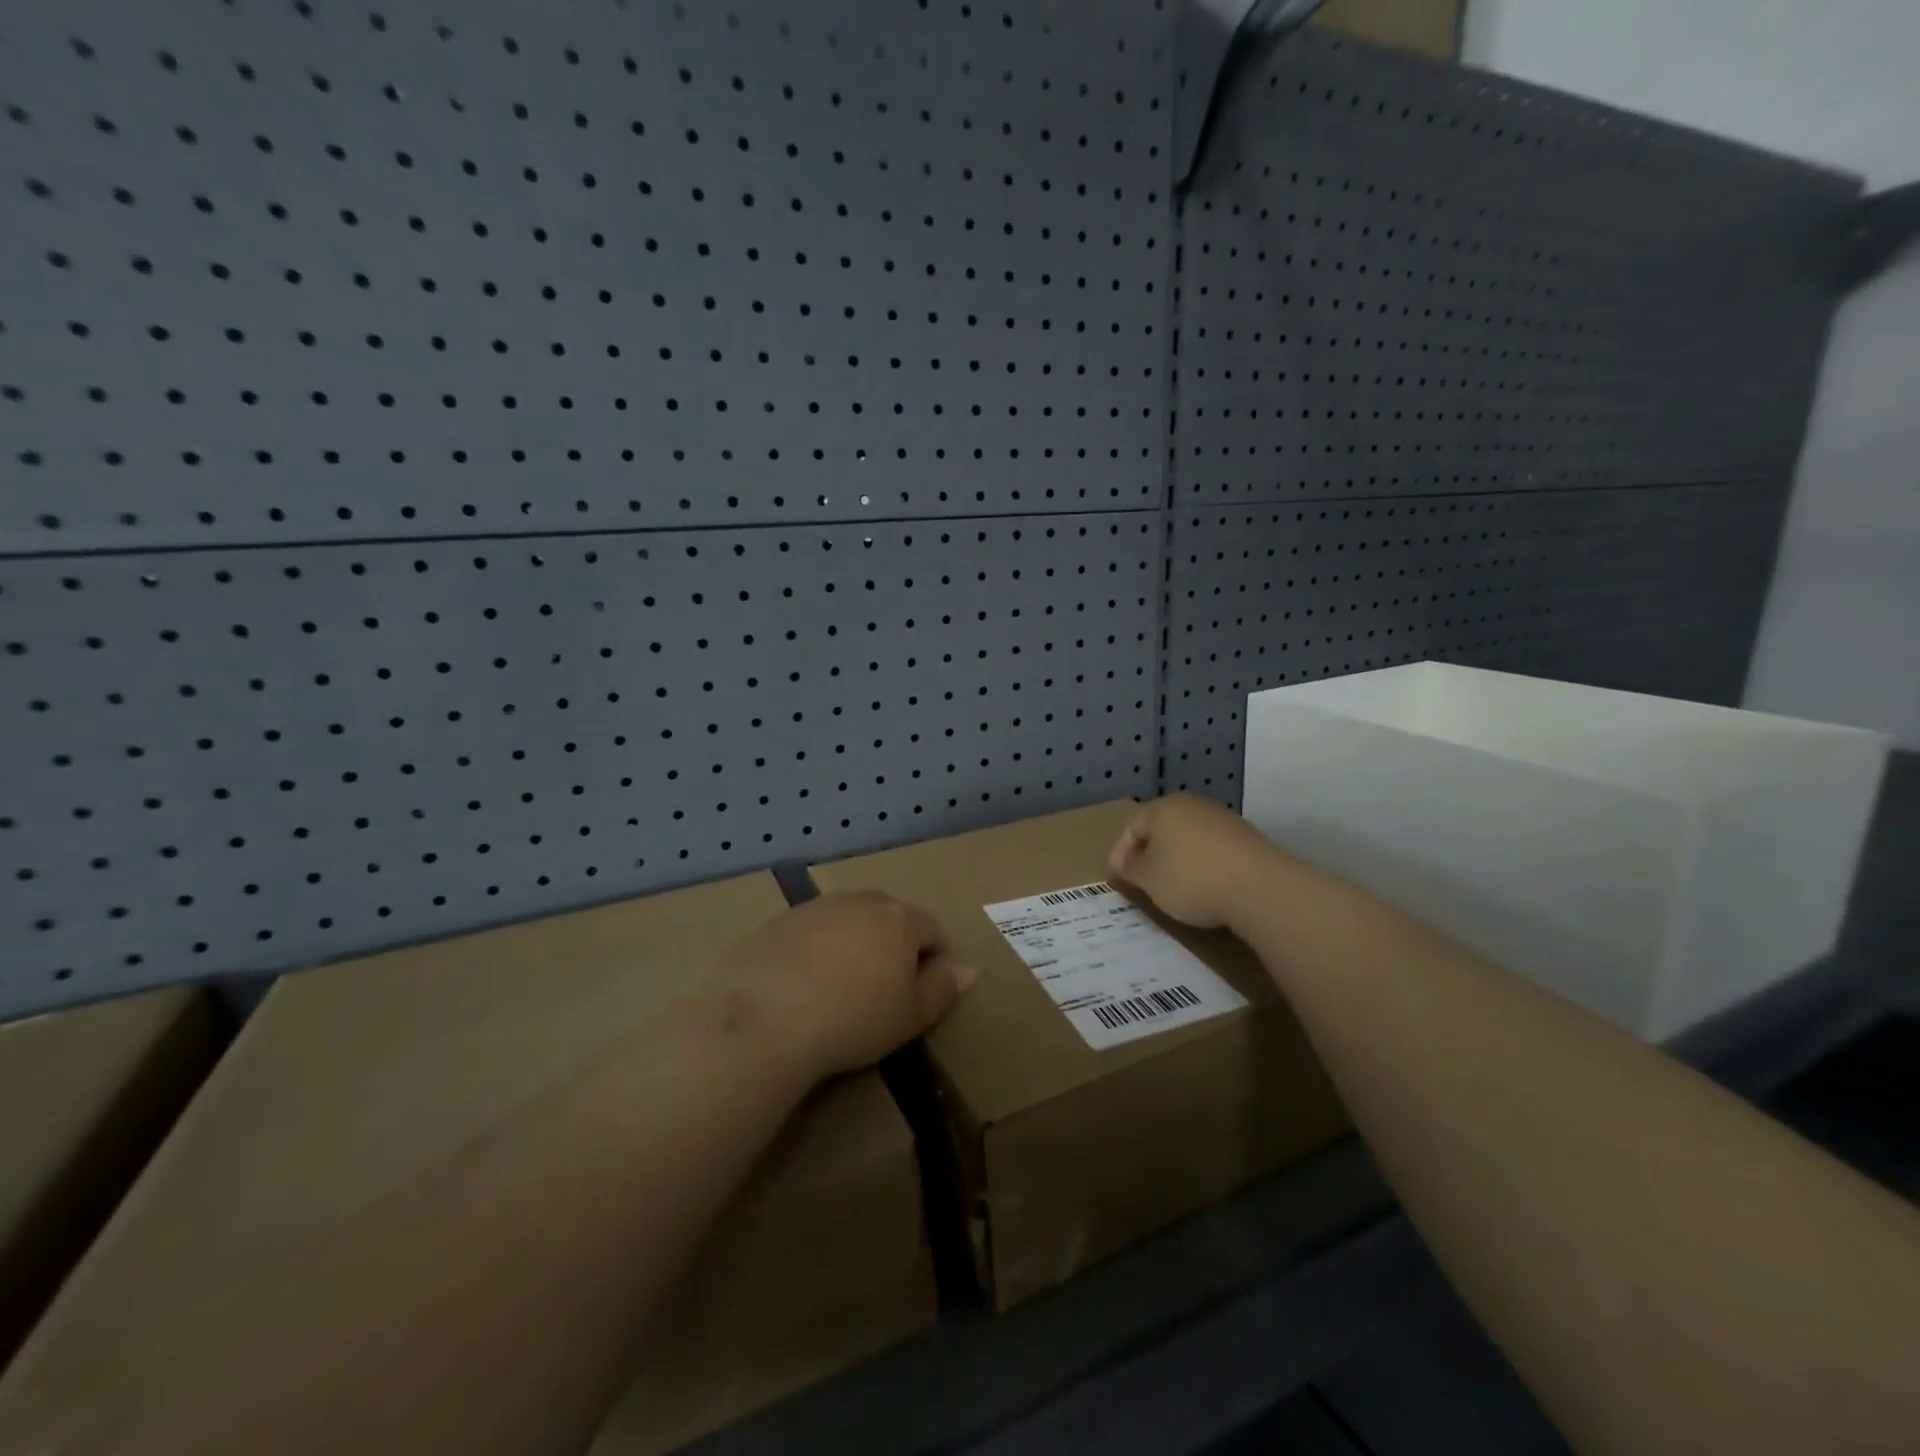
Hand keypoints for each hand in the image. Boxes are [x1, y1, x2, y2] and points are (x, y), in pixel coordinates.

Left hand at [708, 892, 975, 1080]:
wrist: (764, 1017)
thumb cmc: (853, 1019)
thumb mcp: (911, 1016)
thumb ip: (943, 988)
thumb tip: (968, 968)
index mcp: (900, 918)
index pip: (932, 930)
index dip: (934, 961)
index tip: (921, 995)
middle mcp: (861, 901)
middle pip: (889, 918)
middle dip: (893, 947)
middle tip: (882, 992)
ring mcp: (816, 907)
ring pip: (848, 922)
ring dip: (853, 946)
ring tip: (840, 990)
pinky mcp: (778, 921)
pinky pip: (810, 933)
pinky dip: (815, 952)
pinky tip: (802, 987)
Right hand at [1107, 794, 1280, 930]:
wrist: (1260, 887)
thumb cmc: (1191, 878)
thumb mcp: (1149, 878)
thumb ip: (1132, 868)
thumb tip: (1126, 861)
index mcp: (1163, 808)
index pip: (1132, 827)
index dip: (1120, 853)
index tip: (1116, 878)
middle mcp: (1193, 806)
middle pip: (1162, 829)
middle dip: (1150, 854)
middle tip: (1142, 881)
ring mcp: (1224, 820)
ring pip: (1189, 839)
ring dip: (1178, 860)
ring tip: (1173, 888)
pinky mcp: (1248, 840)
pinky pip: (1213, 852)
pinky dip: (1203, 867)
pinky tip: (1205, 888)